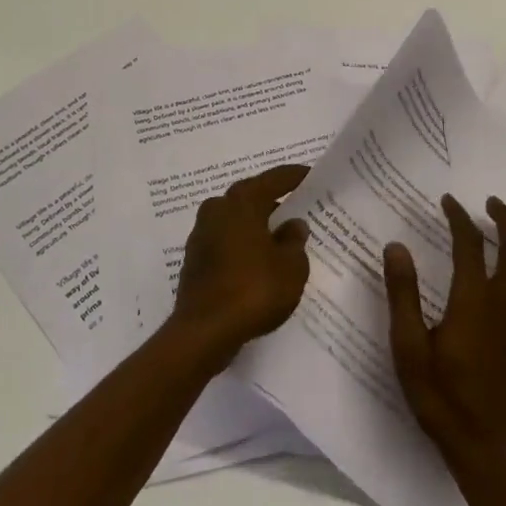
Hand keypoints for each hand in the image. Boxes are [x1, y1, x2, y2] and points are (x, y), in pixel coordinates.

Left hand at [171, 164, 311, 361]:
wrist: (204, 331)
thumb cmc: (253, 290)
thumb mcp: (291, 267)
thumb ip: (294, 241)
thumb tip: (293, 225)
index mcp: (242, 202)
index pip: (273, 179)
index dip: (294, 176)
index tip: (310, 175)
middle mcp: (218, 209)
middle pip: (250, 197)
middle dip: (272, 201)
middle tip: (295, 206)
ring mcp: (202, 234)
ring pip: (235, 220)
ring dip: (255, 225)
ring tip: (279, 237)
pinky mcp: (195, 259)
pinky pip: (225, 241)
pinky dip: (242, 245)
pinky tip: (257, 261)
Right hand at [385, 195, 505, 469]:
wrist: (486, 449)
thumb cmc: (440, 398)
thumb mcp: (409, 347)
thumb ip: (403, 294)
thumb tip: (396, 246)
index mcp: (473, 303)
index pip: (469, 247)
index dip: (459, 220)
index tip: (448, 200)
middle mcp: (502, 306)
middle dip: (505, 222)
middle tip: (492, 200)